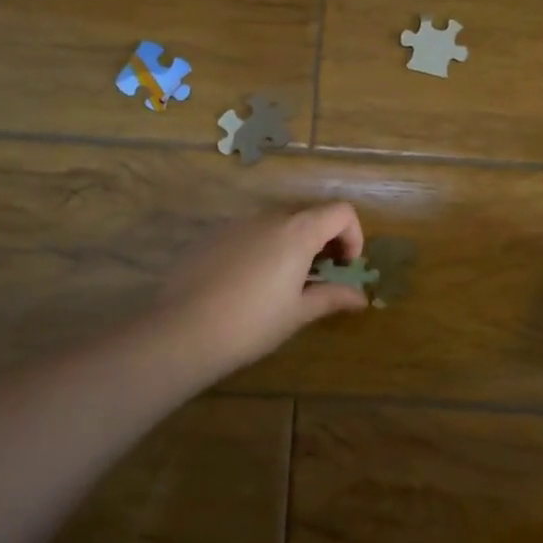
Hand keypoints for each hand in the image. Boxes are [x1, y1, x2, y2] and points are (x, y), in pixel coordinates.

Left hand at [153, 203, 370, 380]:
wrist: (182, 330)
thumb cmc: (251, 323)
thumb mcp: (298, 313)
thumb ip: (332, 297)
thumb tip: (360, 297)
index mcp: (298, 232)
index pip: (341, 212)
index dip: (353, 236)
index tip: (345, 268)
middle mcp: (270, 217)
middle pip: (311, 214)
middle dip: (325, 241)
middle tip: (321, 277)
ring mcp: (238, 223)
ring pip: (279, 223)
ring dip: (294, 244)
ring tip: (286, 283)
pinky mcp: (214, 235)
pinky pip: (251, 233)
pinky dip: (265, 248)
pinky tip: (251, 284)